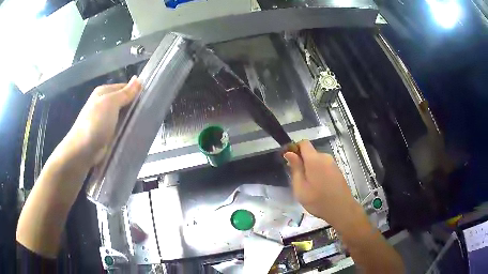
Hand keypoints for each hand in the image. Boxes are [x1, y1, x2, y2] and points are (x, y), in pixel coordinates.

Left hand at [58, 76, 141, 166]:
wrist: (82, 150)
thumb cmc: (96, 122)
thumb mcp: (111, 103)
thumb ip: (125, 92)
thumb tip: (138, 79)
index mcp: (103, 92)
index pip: (124, 87)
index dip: (135, 92)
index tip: (148, 100)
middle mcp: (103, 104)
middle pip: (123, 102)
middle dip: (134, 107)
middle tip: (148, 113)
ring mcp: (104, 120)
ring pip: (122, 116)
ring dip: (130, 120)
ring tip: (144, 124)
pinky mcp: (106, 134)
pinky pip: (119, 129)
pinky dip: (125, 130)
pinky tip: (134, 134)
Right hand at [284, 140, 361, 228]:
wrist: (341, 209)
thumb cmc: (318, 200)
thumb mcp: (300, 188)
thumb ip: (295, 169)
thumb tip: (289, 153)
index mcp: (314, 159)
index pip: (303, 143)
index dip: (294, 148)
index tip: (289, 161)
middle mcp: (325, 157)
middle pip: (310, 152)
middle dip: (302, 162)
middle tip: (298, 179)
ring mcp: (332, 163)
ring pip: (316, 160)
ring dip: (310, 168)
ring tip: (308, 186)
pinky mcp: (337, 170)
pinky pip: (323, 166)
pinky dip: (318, 172)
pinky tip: (318, 187)